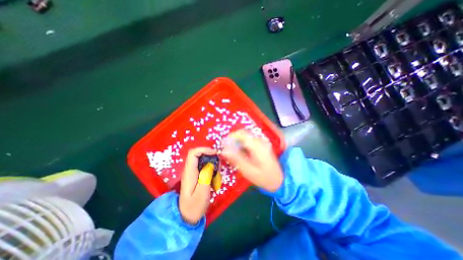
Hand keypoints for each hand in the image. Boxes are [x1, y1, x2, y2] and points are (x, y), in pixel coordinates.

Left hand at [180, 147, 217, 224]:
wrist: (186, 217)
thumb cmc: (194, 207)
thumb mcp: (202, 194)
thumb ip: (206, 177)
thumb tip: (210, 164)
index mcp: (189, 172)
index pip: (193, 153)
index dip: (204, 150)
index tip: (215, 154)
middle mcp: (189, 170)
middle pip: (199, 154)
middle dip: (210, 156)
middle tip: (219, 164)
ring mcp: (192, 172)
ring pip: (202, 160)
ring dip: (212, 163)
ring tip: (218, 172)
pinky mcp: (196, 175)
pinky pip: (204, 166)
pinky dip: (211, 168)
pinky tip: (215, 177)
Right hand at [221, 130, 282, 192]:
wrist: (279, 180)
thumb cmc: (264, 177)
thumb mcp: (248, 171)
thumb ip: (236, 159)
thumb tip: (224, 150)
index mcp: (258, 146)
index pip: (242, 134)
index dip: (231, 136)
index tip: (224, 144)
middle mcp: (261, 141)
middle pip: (243, 133)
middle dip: (233, 139)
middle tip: (227, 150)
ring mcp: (262, 142)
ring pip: (246, 136)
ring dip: (238, 142)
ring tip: (233, 153)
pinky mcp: (262, 144)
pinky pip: (250, 140)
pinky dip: (243, 144)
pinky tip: (242, 153)